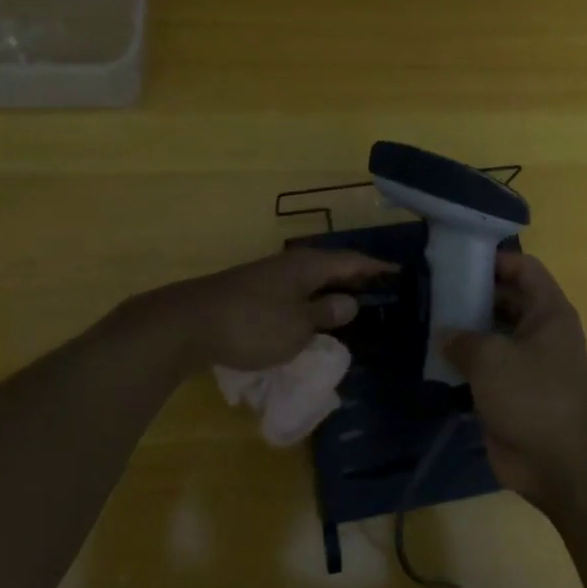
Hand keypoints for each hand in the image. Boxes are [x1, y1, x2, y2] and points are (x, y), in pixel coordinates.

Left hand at [158, 248, 395, 372]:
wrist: (188, 324)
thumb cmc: (252, 324)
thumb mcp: (297, 326)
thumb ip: (325, 313)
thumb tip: (349, 301)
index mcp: (307, 266)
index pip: (351, 261)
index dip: (375, 268)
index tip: (398, 272)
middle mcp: (288, 264)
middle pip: (329, 266)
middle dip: (354, 276)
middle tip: (379, 287)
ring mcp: (265, 277)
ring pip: (308, 279)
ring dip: (329, 289)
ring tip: (349, 303)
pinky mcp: (248, 293)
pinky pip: (291, 292)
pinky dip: (307, 301)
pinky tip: (308, 316)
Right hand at [442, 253, 586, 512]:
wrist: (561, 465)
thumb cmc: (533, 396)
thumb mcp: (492, 357)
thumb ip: (463, 338)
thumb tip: (445, 335)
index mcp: (548, 312)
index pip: (524, 268)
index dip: (494, 259)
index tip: (456, 260)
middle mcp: (539, 333)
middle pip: (504, 300)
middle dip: (470, 295)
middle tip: (430, 291)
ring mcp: (526, 365)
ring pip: (491, 336)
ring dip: (463, 331)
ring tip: (424, 322)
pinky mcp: (511, 394)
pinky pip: (484, 369)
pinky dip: (462, 364)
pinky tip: (431, 359)